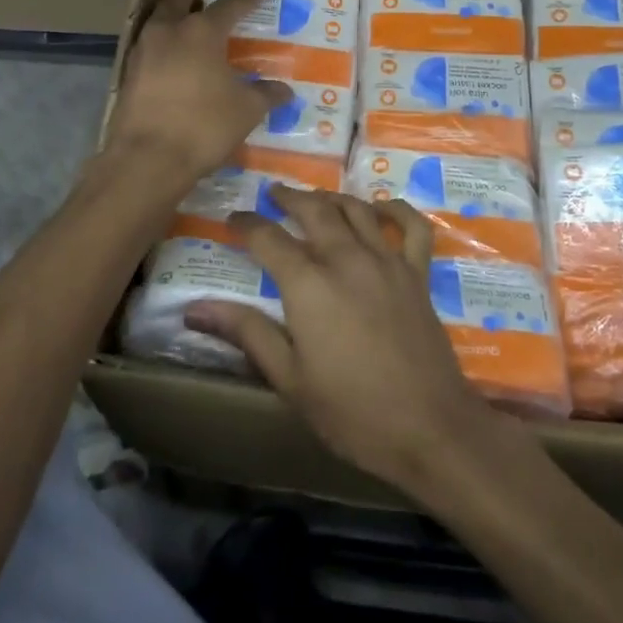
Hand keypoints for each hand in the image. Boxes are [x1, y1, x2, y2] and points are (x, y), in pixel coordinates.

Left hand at [109, 0, 292, 182]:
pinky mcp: (128, 75)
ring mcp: (142, 52)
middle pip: (178, 0)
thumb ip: (266, 95)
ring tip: (187, 22)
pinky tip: (173, 59)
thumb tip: (284, 90)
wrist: (147, 159)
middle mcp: (168, 32)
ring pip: (158, 21)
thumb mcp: (246, 110)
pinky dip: (162, 44)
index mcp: (201, 31)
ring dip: (172, 16)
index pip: (229, 6)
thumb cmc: (204, 126)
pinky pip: (149, 47)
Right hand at [186, 187, 493, 494]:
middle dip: (289, 198)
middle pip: (314, 211)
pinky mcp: (417, 274)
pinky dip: (396, 209)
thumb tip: (194, 309)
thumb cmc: (352, 411)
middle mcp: (346, 259)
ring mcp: (386, 261)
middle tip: (273, 194)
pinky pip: (411, 227)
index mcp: (308, 284)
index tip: (232, 219)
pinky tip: (381, 207)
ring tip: (316, 198)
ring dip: (332, 198)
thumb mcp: (289, 379)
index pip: (268, 238)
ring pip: (357, 210)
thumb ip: (245, 332)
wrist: (429, 428)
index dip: (246, 223)